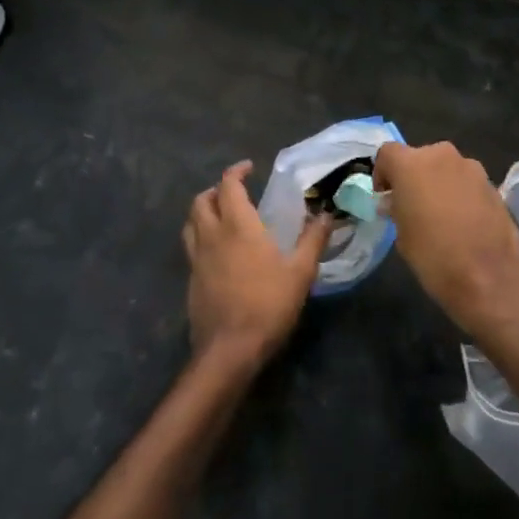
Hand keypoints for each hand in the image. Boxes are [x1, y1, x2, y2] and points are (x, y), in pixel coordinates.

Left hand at [183, 161, 330, 373]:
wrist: (229, 350)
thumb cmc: (267, 304)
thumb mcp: (300, 272)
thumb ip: (313, 239)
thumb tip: (327, 214)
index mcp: (238, 225)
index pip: (228, 185)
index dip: (236, 171)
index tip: (249, 168)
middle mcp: (212, 235)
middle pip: (201, 200)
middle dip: (216, 190)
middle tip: (234, 192)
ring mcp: (197, 259)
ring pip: (191, 223)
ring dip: (203, 212)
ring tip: (222, 216)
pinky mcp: (191, 280)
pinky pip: (191, 247)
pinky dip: (201, 238)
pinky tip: (219, 253)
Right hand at [372, 141, 518, 338]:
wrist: (491, 278)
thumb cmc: (435, 257)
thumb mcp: (402, 237)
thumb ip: (397, 209)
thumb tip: (398, 203)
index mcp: (411, 164)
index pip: (387, 153)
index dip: (383, 173)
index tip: (386, 197)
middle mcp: (442, 155)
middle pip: (420, 157)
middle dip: (413, 177)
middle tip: (412, 207)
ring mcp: (471, 167)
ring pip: (445, 168)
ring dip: (439, 184)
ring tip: (441, 217)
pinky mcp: (493, 183)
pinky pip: (466, 182)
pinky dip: (460, 194)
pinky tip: (464, 223)